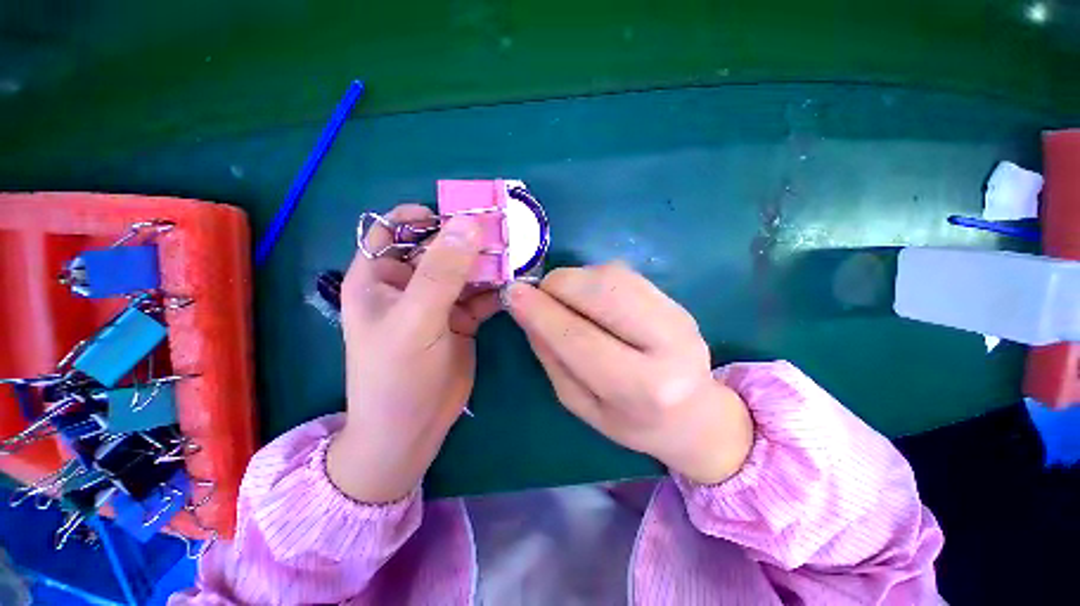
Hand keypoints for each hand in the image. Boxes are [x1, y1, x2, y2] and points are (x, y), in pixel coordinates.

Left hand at [328, 205, 498, 502]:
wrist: (413, 430)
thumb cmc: (397, 375)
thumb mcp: (415, 320)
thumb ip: (442, 273)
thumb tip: (469, 224)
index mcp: (380, 277)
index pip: (396, 229)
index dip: (426, 217)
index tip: (461, 215)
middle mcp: (408, 284)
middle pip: (440, 248)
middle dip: (469, 240)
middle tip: (504, 233)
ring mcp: (438, 301)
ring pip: (465, 270)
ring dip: (488, 263)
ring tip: (516, 257)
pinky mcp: (461, 318)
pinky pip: (480, 293)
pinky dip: (497, 287)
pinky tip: (514, 285)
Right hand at [504, 263, 752, 484]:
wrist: (695, 415)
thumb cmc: (632, 422)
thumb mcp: (581, 404)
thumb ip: (552, 358)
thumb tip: (526, 311)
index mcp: (641, 388)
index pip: (579, 338)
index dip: (541, 311)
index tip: (511, 294)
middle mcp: (668, 345)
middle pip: (601, 292)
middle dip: (558, 285)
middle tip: (539, 296)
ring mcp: (677, 315)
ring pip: (611, 275)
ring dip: (575, 280)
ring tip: (565, 301)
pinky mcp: (675, 300)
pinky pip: (623, 273)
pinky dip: (594, 278)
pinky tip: (591, 299)